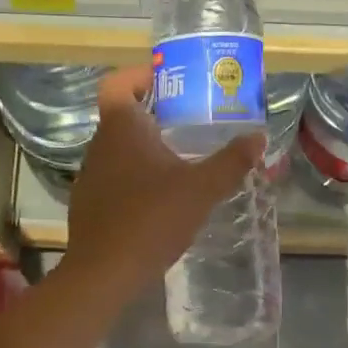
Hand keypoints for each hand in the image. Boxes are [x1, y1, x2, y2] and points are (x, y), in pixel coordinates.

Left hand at [62, 63, 263, 297]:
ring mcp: (90, 176)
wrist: (105, 271)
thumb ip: (231, 162)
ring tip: (180, 162)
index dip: (139, 76)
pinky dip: (135, 179)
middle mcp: (100, 145)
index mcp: (121, 128)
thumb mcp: (201, 189)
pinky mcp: (88, 204)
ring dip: (145, 150)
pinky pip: (114, 179)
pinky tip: (159, 200)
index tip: (168, 83)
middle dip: (153, 116)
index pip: (118, 83)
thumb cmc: (152, 218)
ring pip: (119, 150)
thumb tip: (258, 138)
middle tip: (189, 123)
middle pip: (122, 116)